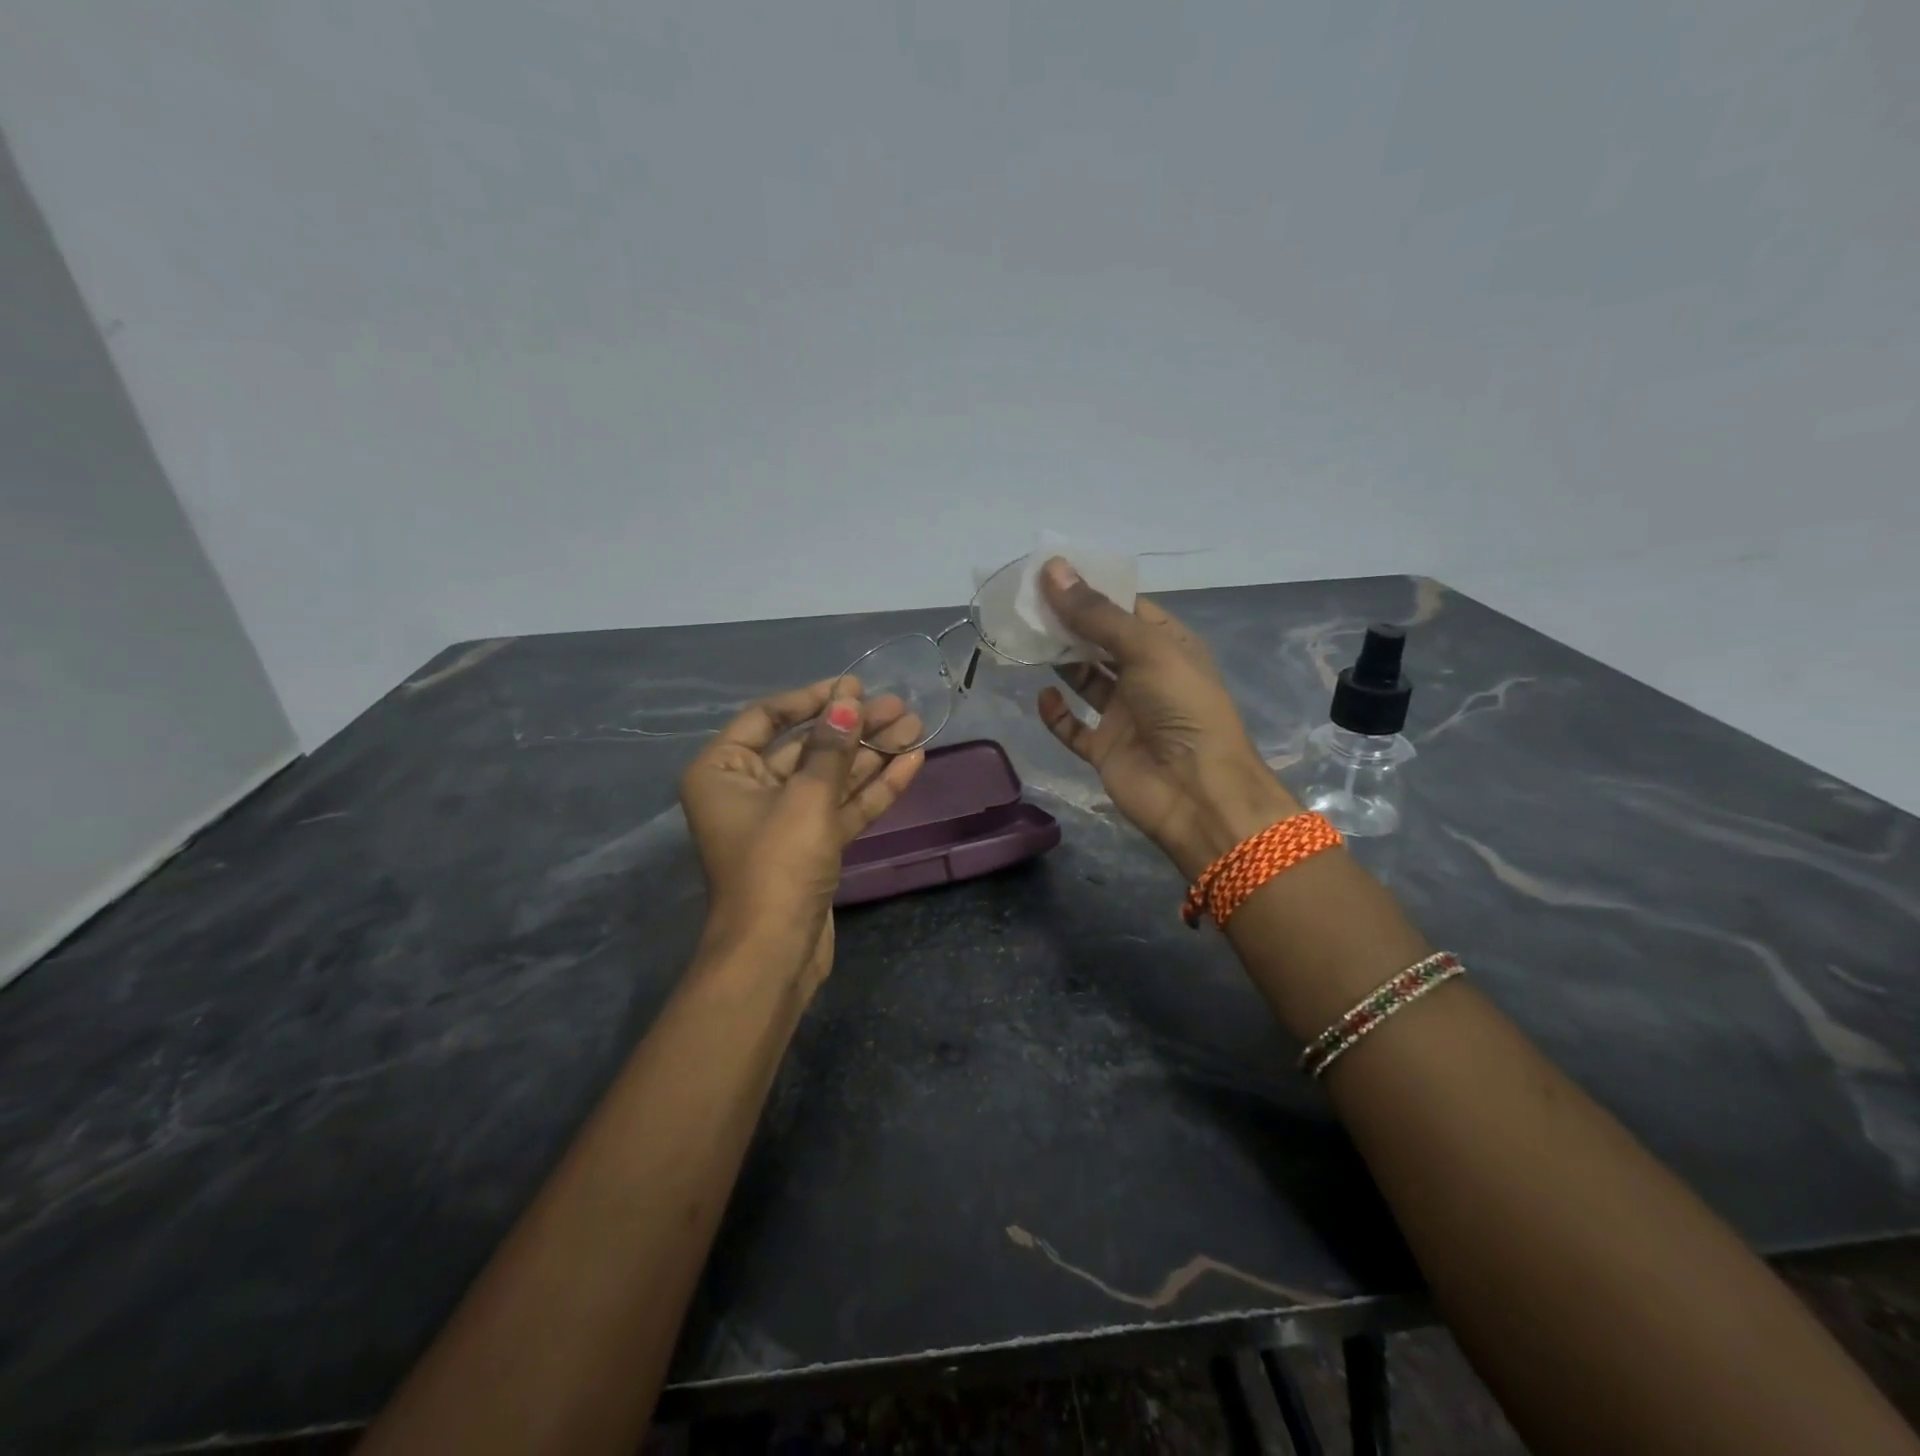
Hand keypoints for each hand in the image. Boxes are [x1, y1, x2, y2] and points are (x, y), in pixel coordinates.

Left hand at [679, 679, 924, 990]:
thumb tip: (848, 699)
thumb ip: (831, 747)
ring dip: (870, 754)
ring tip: (913, 727)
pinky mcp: (811, 846)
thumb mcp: (806, 799)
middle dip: (853, 728)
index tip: (854, 686)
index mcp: (723, 771)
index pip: (768, 717)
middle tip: (898, 707)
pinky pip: (842, 807)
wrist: (774, 955)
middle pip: (806, 747)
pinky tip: (910, 763)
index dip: (812, 699)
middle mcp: (748, 790)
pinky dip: (873, 788)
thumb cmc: (777, 865)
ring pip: (831, 777)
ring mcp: (783, 820)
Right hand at [1035, 558, 1296, 879]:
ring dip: (1059, 663)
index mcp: (1167, 646)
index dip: (1091, 590)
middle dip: (1067, 624)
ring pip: (1084, 681)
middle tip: (1026, 604)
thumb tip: (1053, 569)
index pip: (1125, 609)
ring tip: (1025, 639)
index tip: (1049, 573)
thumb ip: (1096, 614)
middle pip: (1099, 642)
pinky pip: (1074, 727)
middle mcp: (1146, 676)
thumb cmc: (1181, 708)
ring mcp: (1125, 714)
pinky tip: (1043, 697)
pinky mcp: (1105, 748)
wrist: (1196, 792)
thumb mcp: (1145, 649)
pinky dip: (1057, 713)